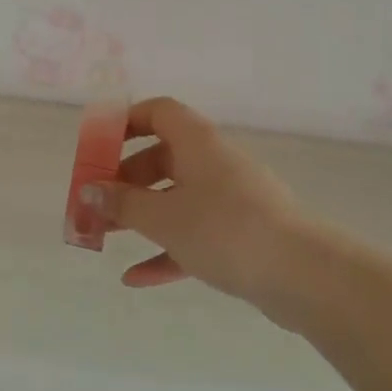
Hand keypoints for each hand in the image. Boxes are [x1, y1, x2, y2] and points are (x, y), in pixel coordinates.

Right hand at [83, 97, 313, 319]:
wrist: (302, 274)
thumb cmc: (224, 229)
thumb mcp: (163, 216)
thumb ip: (122, 202)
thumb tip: (90, 190)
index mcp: (197, 143)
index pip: (159, 112)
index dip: (126, 121)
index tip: (98, 145)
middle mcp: (214, 163)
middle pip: (162, 158)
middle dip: (124, 180)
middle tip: (95, 202)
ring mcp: (230, 200)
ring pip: (175, 199)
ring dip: (140, 215)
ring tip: (104, 236)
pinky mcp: (240, 235)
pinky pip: (194, 235)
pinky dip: (166, 250)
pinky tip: (135, 278)